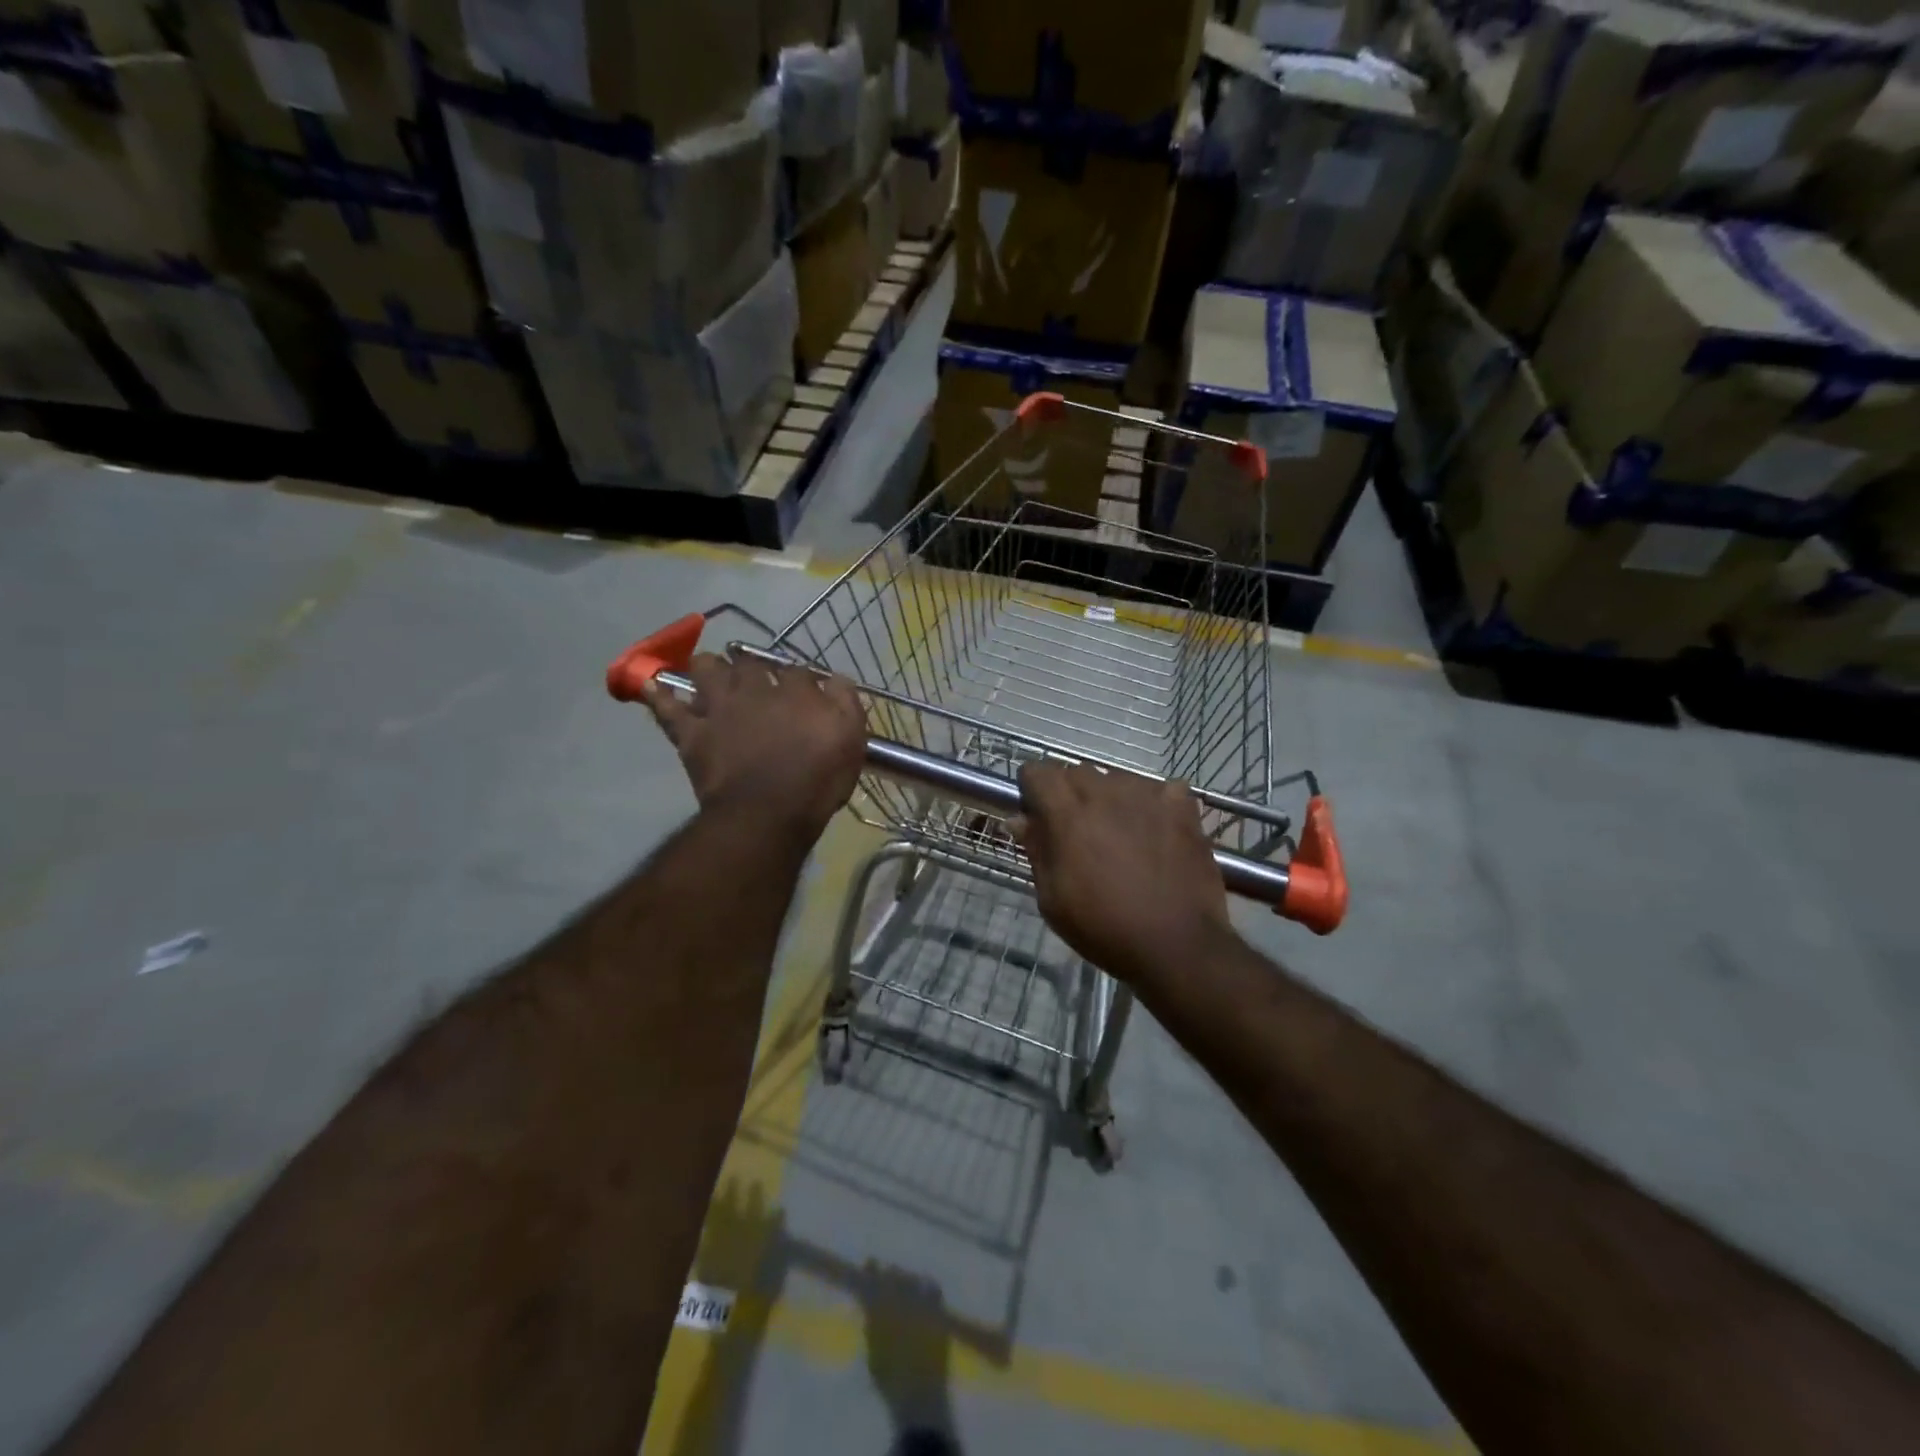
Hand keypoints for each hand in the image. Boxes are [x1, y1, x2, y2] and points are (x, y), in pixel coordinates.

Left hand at [644, 654, 864, 840]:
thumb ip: (845, 703)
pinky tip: (653, 686)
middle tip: (752, 675)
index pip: (798, 671)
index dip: (800, 678)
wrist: (767, 814)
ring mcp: (719, 708)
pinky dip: (659, 696)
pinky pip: (667, 707)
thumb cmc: (817, 781)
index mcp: (796, 691)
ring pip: (706, 669)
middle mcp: (755, 689)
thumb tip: (836, 679)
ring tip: (710, 673)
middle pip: (748, 662)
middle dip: (750, 664)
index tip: (804, 690)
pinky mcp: (691, 733)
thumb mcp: (851, 740)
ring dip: (709, 668)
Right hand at [1013, 762, 1234, 982]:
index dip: (1033, 791)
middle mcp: (1105, 792)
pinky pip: (1160, 790)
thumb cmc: (1104, 927)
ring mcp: (1147, 794)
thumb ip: (1036, 850)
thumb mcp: (1052, 899)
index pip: (1037, 771)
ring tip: (1120, 835)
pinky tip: (1157, 831)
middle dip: (1069, 794)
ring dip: (1110, 798)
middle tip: (1078, 834)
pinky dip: (1153, 804)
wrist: (1177, 945)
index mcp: (1067, 813)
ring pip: (1117, 778)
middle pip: (1076, 772)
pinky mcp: (1182, 806)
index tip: (1038, 817)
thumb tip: (1019, 819)